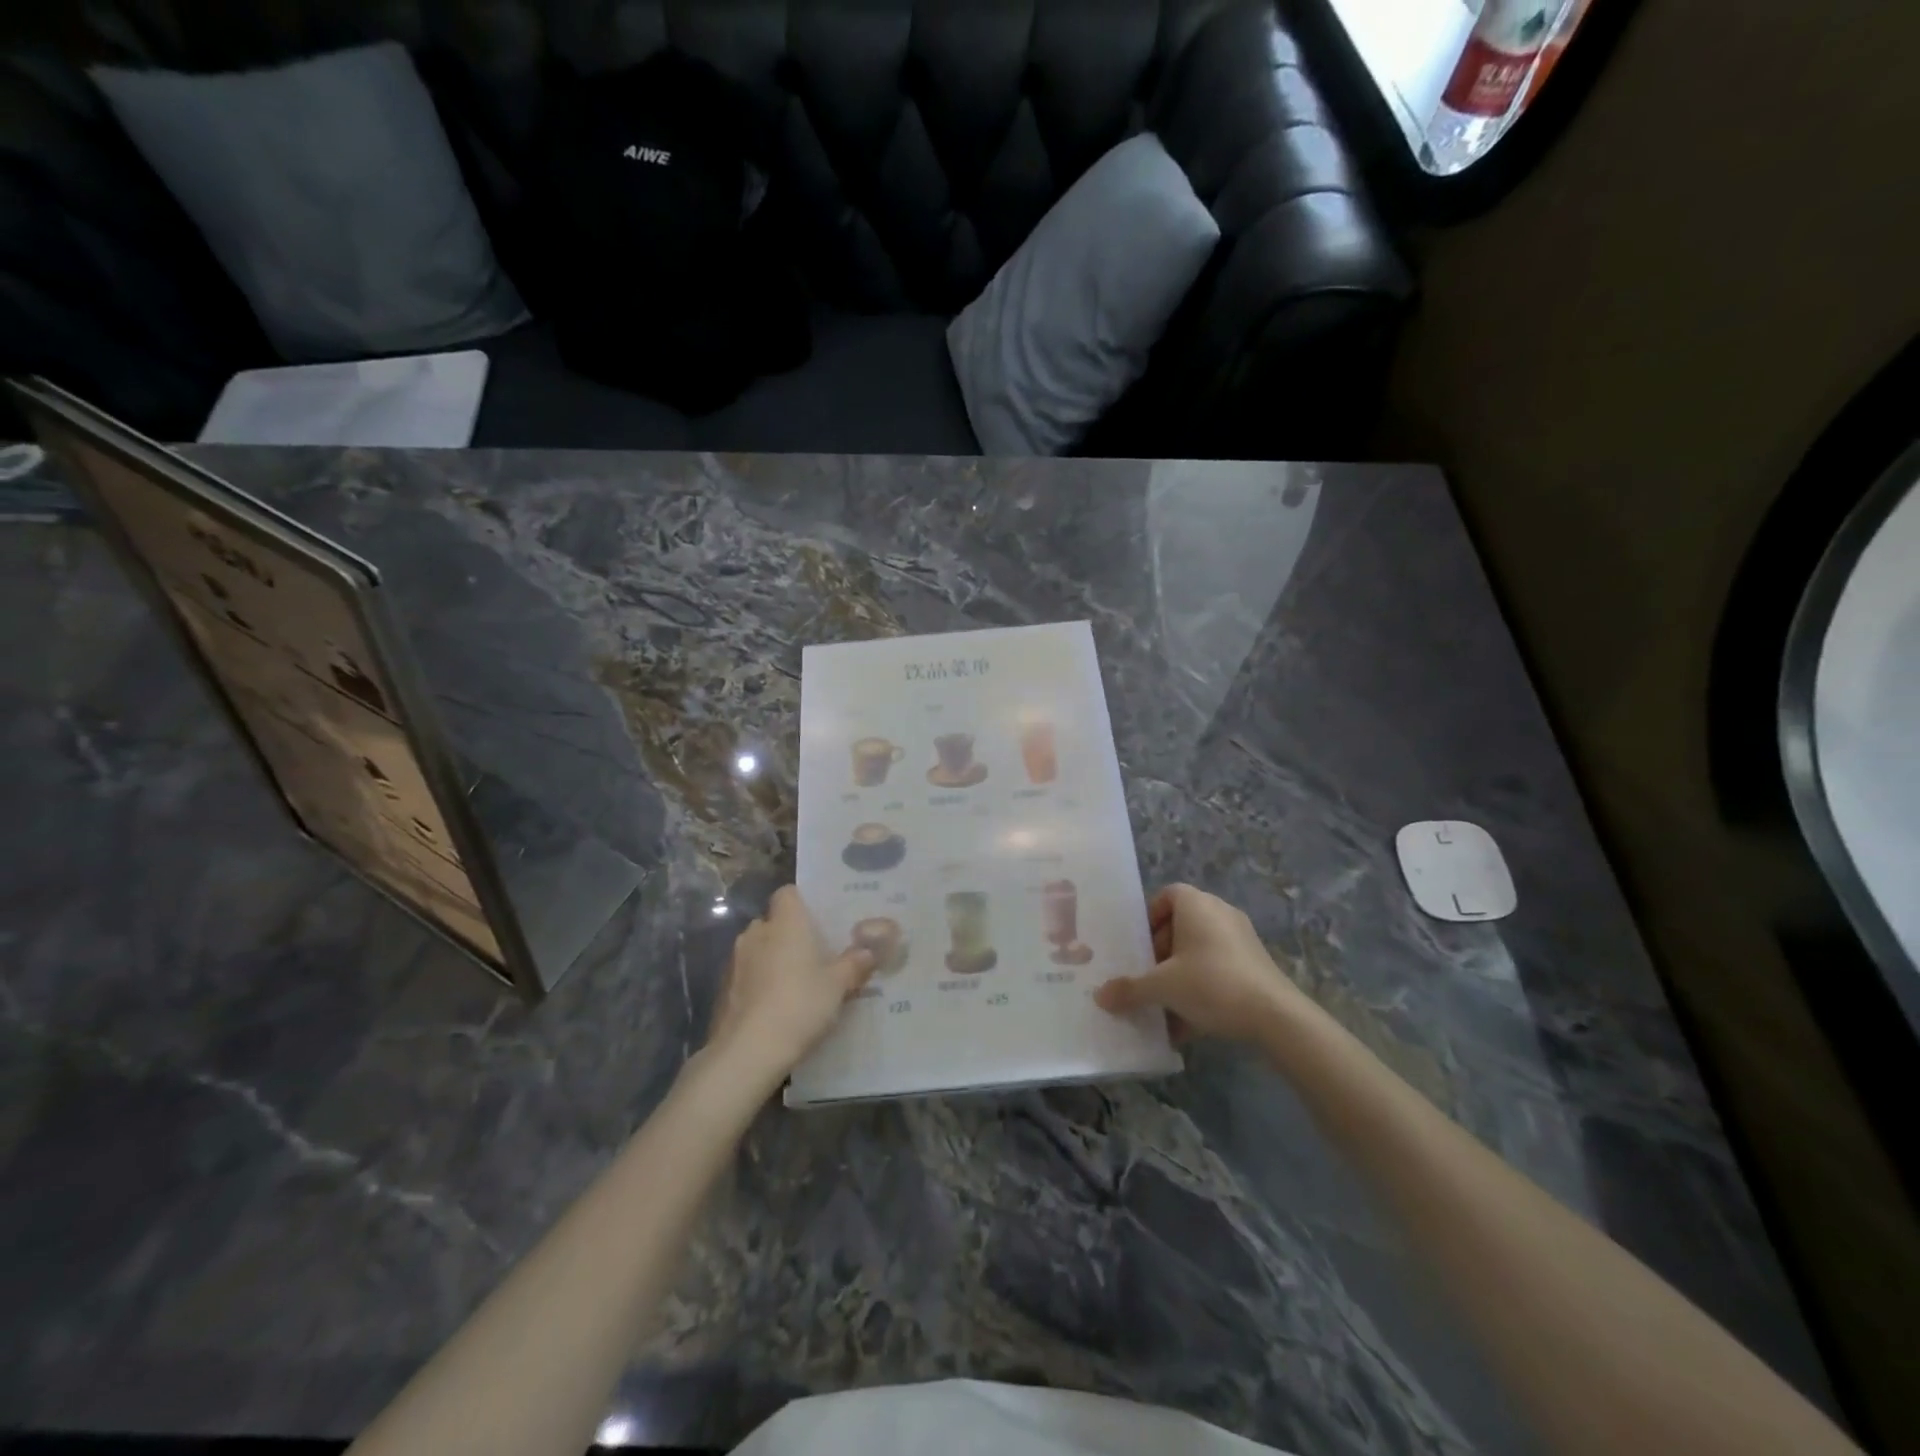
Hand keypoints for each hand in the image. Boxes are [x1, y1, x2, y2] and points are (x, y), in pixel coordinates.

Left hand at [705, 887, 874, 1078]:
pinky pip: (747, 974)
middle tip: (816, 955)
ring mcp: (735, 960)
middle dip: (791, 934)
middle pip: (774, 922)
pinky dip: (760, 982)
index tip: (821, 920)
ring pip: (759, 948)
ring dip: (774, 959)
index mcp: (785, 922)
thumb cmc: (799, 1005)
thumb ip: (854, 964)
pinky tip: (776, 1005)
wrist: (747, 1052)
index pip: (788, 893)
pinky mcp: (723, 988)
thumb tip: (869, 951)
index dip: (803, 902)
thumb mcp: (838, 986)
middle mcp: (756, 932)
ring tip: (797, 982)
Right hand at [1094, 883, 1309, 1041]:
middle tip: (1148, 976)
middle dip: (1161, 952)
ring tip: (1165, 1004)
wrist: (1275, 1016)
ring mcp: (1242, 939)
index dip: (1150, 917)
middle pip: (1182, 925)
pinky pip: (1218, 969)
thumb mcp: (1162, 987)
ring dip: (1180, 975)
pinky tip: (1189, 1025)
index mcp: (1196, 904)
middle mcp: (1220, 913)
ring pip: (1199, 951)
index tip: (1140, 946)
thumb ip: (1130, 989)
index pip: (1168, 895)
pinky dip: (1202, 989)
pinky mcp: (1256, 965)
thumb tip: (1100, 997)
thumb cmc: (1211, 983)